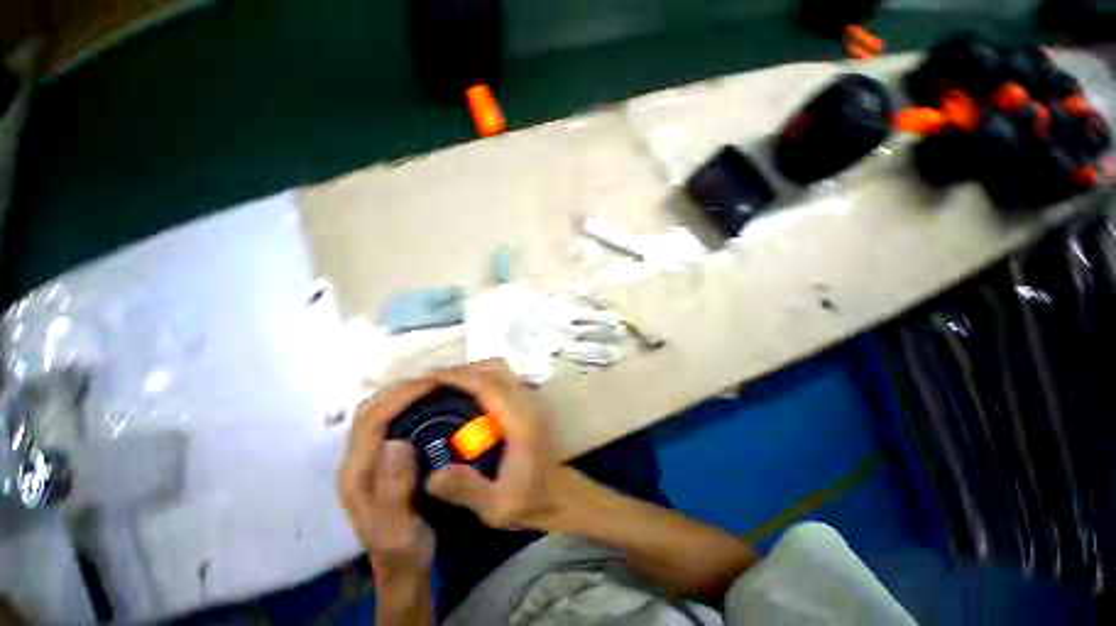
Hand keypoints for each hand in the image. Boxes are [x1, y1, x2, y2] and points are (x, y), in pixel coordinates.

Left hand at [337, 380, 436, 577]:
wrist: (402, 566)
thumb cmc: (403, 547)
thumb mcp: (400, 526)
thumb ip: (394, 488)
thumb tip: (396, 442)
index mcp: (356, 474)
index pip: (371, 421)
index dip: (400, 396)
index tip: (432, 382)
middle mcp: (354, 461)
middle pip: (369, 410)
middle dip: (399, 389)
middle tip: (434, 378)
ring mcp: (364, 459)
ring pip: (375, 412)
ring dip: (400, 393)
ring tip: (431, 385)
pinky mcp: (377, 459)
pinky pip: (387, 420)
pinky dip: (403, 405)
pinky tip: (425, 404)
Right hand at [425, 359, 569, 530]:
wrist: (558, 493)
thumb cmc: (529, 500)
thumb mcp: (496, 507)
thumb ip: (467, 490)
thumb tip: (432, 475)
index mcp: (519, 423)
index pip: (489, 386)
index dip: (459, 377)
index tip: (430, 378)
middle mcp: (526, 403)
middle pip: (495, 369)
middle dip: (463, 370)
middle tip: (432, 381)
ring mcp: (530, 399)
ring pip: (501, 369)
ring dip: (474, 370)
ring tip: (446, 383)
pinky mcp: (528, 401)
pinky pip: (503, 376)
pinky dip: (483, 375)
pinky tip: (467, 391)